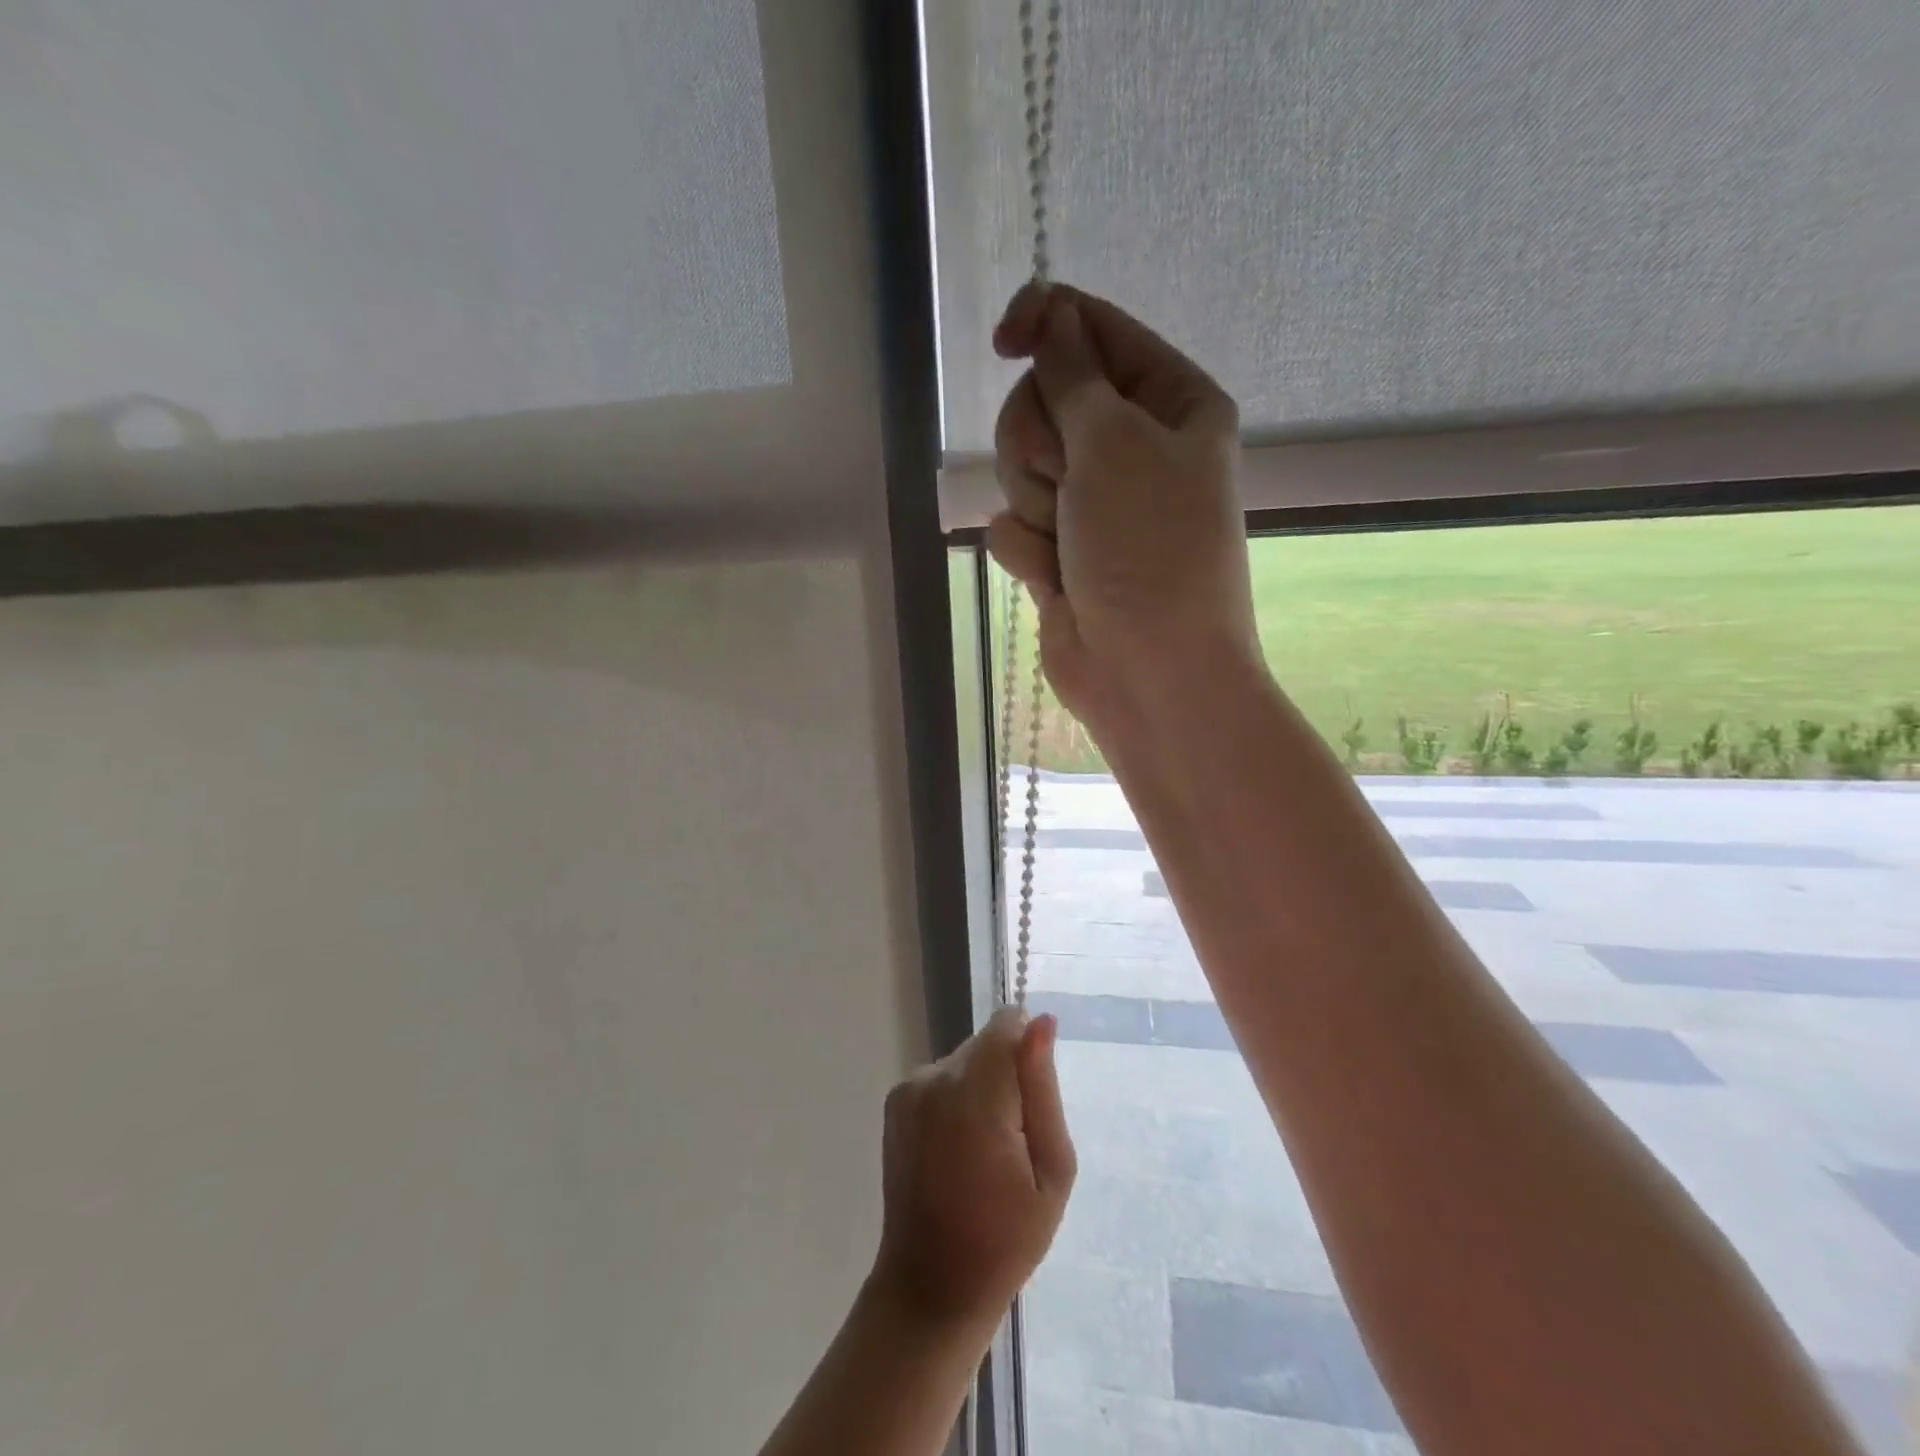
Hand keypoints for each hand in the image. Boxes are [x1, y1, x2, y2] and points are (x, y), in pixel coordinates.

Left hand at [871, 1008, 1075, 1333]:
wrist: (930, 1285)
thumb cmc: (1006, 1240)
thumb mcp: (1052, 1171)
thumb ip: (1043, 1089)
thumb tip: (1040, 1021)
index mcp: (975, 1097)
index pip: (1006, 1025)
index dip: (1029, 1050)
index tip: (1034, 1097)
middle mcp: (934, 1079)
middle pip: (986, 1043)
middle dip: (1008, 1075)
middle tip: (1016, 1140)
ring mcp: (909, 1088)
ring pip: (965, 1059)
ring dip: (983, 1088)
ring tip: (986, 1151)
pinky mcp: (895, 1100)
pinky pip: (942, 1078)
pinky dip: (958, 1099)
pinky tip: (959, 1149)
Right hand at [988, 284, 1257, 736]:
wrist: (1150, 674)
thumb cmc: (1148, 550)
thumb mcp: (1114, 443)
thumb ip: (1072, 373)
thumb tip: (1050, 312)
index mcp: (1170, 402)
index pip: (1094, 330)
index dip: (1046, 322)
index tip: (1004, 339)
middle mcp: (1132, 447)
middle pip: (1043, 399)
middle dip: (1040, 442)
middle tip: (1068, 482)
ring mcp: (1091, 504)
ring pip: (1018, 466)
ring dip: (1034, 502)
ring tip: (1068, 542)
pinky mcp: (1059, 552)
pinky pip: (1012, 525)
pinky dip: (1028, 551)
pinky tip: (1058, 581)